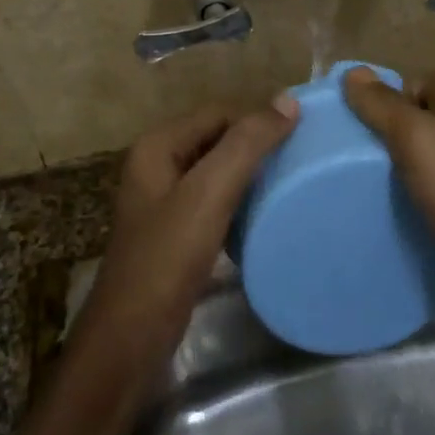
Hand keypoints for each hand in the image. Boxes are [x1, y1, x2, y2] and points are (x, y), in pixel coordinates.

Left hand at [92, 97, 298, 326]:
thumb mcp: (209, 193)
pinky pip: (214, 201)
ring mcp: (164, 200)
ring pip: (217, 171)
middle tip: (301, 158)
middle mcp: (157, 165)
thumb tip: (287, 100)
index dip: (257, 119)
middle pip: (217, 139)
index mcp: (158, 146)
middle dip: (255, 146)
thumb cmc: (168, 256)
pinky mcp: (175, 231)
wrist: (132, 334)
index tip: (301, 136)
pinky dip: (239, 201)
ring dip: (250, 174)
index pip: (219, 113)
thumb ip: (246, 144)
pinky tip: (264, 213)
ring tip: (289, 182)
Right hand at [342, 68, 434, 280]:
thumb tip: (354, 71)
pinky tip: (382, 214)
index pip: (424, 83)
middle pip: (422, 122)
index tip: (356, 110)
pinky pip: (426, 198)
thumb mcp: (418, 139)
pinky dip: (404, 201)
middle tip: (345, 147)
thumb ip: (385, 106)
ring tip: (353, 181)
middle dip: (386, 130)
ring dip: (393, 168)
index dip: (392, 90)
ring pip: (423, 162)